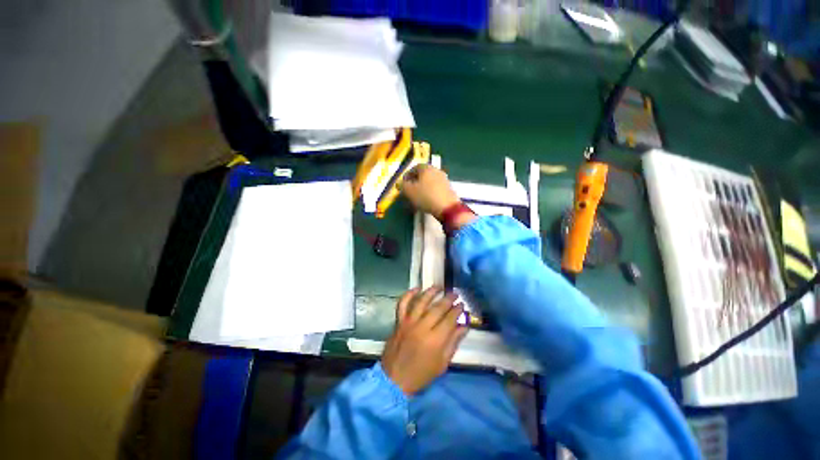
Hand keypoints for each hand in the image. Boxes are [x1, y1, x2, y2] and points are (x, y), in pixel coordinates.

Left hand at [381, 286, 467, 395]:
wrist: (394, 379)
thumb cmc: (421, 374)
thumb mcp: (442, 364)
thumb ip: (453, 343)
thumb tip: (464, 326)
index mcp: (435, 341)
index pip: (449, 319)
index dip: (457, 310)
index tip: (462, 305)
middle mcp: (422, 327)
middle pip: (437, 308)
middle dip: (448, 299)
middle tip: (454, 293)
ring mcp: (408, 323)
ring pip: (421, 302)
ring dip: (431, 292)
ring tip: (439, 287)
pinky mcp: (399, 321)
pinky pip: (402, 304)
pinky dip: (408, 294)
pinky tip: (416, 288)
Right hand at [401, 164, 459, 218]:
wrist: (447, 207)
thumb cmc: (426, 196)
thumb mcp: (409, 191)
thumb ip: (402, 185)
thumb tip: (399, 183)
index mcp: (426, 168)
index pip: (414, 167)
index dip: (407, 175)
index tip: (403, 184)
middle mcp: (436, 170)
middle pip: (423, 174)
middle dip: (415, 181)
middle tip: (410, 190)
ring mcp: (444, 179)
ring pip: (430, 181)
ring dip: (423, 187)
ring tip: (418, 196)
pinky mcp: (449, 188)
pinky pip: (436, 188)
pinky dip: (430, 192)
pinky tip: (428, 200)